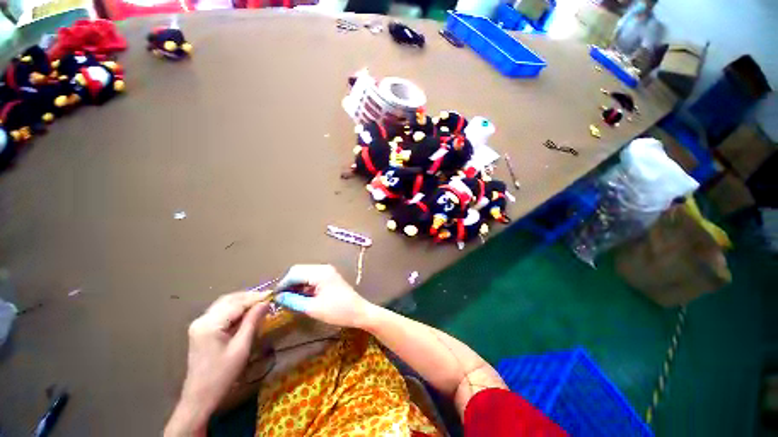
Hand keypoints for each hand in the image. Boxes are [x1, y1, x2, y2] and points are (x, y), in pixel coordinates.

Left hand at [165, 291, 269, 436]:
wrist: (200, 397)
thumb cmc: (222, 375)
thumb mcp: (241, 347)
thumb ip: (252, 321)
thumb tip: (265, 302)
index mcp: (210, 324)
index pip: (236, 303)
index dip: (256, 297)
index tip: (273, 294)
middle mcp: (202, 319)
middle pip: (229, 300)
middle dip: (249, 297)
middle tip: (268, 298)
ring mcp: (200, 324)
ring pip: (225, 304)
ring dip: (243, 301)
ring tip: (260, 303)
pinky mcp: (201, 329)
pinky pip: (221, 312)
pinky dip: (235, 309)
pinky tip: (247, 313)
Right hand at [274, 264, 372, 327]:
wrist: (359, 312)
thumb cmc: (337, 311)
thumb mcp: (312, 308)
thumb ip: (293, 300)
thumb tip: (278, 297)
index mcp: (319, 272)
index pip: (294, 272)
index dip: (282, 284)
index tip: (274, 297)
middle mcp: (323, 268)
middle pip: (299, 271)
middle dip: (288, 283)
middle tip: (280, 299)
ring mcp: (327, 272)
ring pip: (305, 274)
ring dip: (296, 285)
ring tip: (288, 300)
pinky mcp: (330, 277)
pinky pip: (312, 278)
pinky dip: (304, 286)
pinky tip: (300, 297)